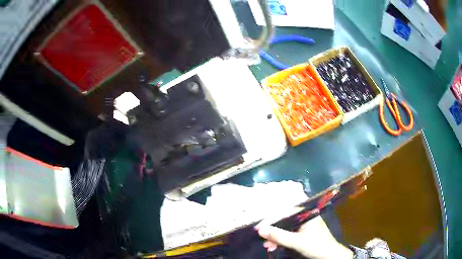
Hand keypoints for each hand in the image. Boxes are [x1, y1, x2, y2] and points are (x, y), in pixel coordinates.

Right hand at [255, 216, 352, 258]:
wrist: (329, 256)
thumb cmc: (316, 246)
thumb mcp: (296, 242)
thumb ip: (279, 236)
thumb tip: (260, 230)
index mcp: (306, 214)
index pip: (285, 212)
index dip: (270, 220)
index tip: (258, 228)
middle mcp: (305, 217)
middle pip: (284, 220)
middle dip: (272, 231)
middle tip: (262, 238)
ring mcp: (304, 225)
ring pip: (285, 228)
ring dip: (275, 237)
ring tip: (267, 246)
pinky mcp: (302, 233)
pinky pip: (288, 234)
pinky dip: (281, 240)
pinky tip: (273, 246)